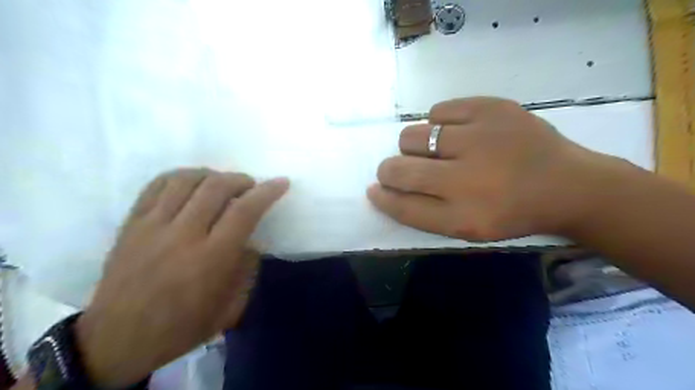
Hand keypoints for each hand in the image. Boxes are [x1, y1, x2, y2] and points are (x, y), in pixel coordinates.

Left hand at [72, 169, 286, 388]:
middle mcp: (183, 235)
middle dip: (241, 180)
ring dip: (212, 175)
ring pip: (186, 180)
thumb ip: (248, 268)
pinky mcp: (131, 224)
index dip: (267, 192)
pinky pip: (157, 185)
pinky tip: (192, 184)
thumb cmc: (182, 326)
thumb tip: (251, 240)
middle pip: (216, 187)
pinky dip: (181, 176)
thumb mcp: (231, 306)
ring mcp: (153, 226)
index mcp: (211, 259)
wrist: (117, 339)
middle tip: (250, 186)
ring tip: (222, 183)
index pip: (245, 211)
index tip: (281, 182)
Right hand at [369, 96, 618, 240]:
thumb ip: (422, 212)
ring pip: (413, 136)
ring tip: (435, 150)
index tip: (375, 189)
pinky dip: (437, 122)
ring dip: (412, 146)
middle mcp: (467, 179)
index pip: (402, 206)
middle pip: (400, 169)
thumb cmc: (511, 212)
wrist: (569, 184)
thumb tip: (382, 188)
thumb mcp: (468, 227)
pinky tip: (455, 132)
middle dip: (389, 170)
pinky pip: (438, 110)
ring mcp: (480, 138)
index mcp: (464, 216)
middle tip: (401, 168)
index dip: (382, 197)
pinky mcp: (492, 108)